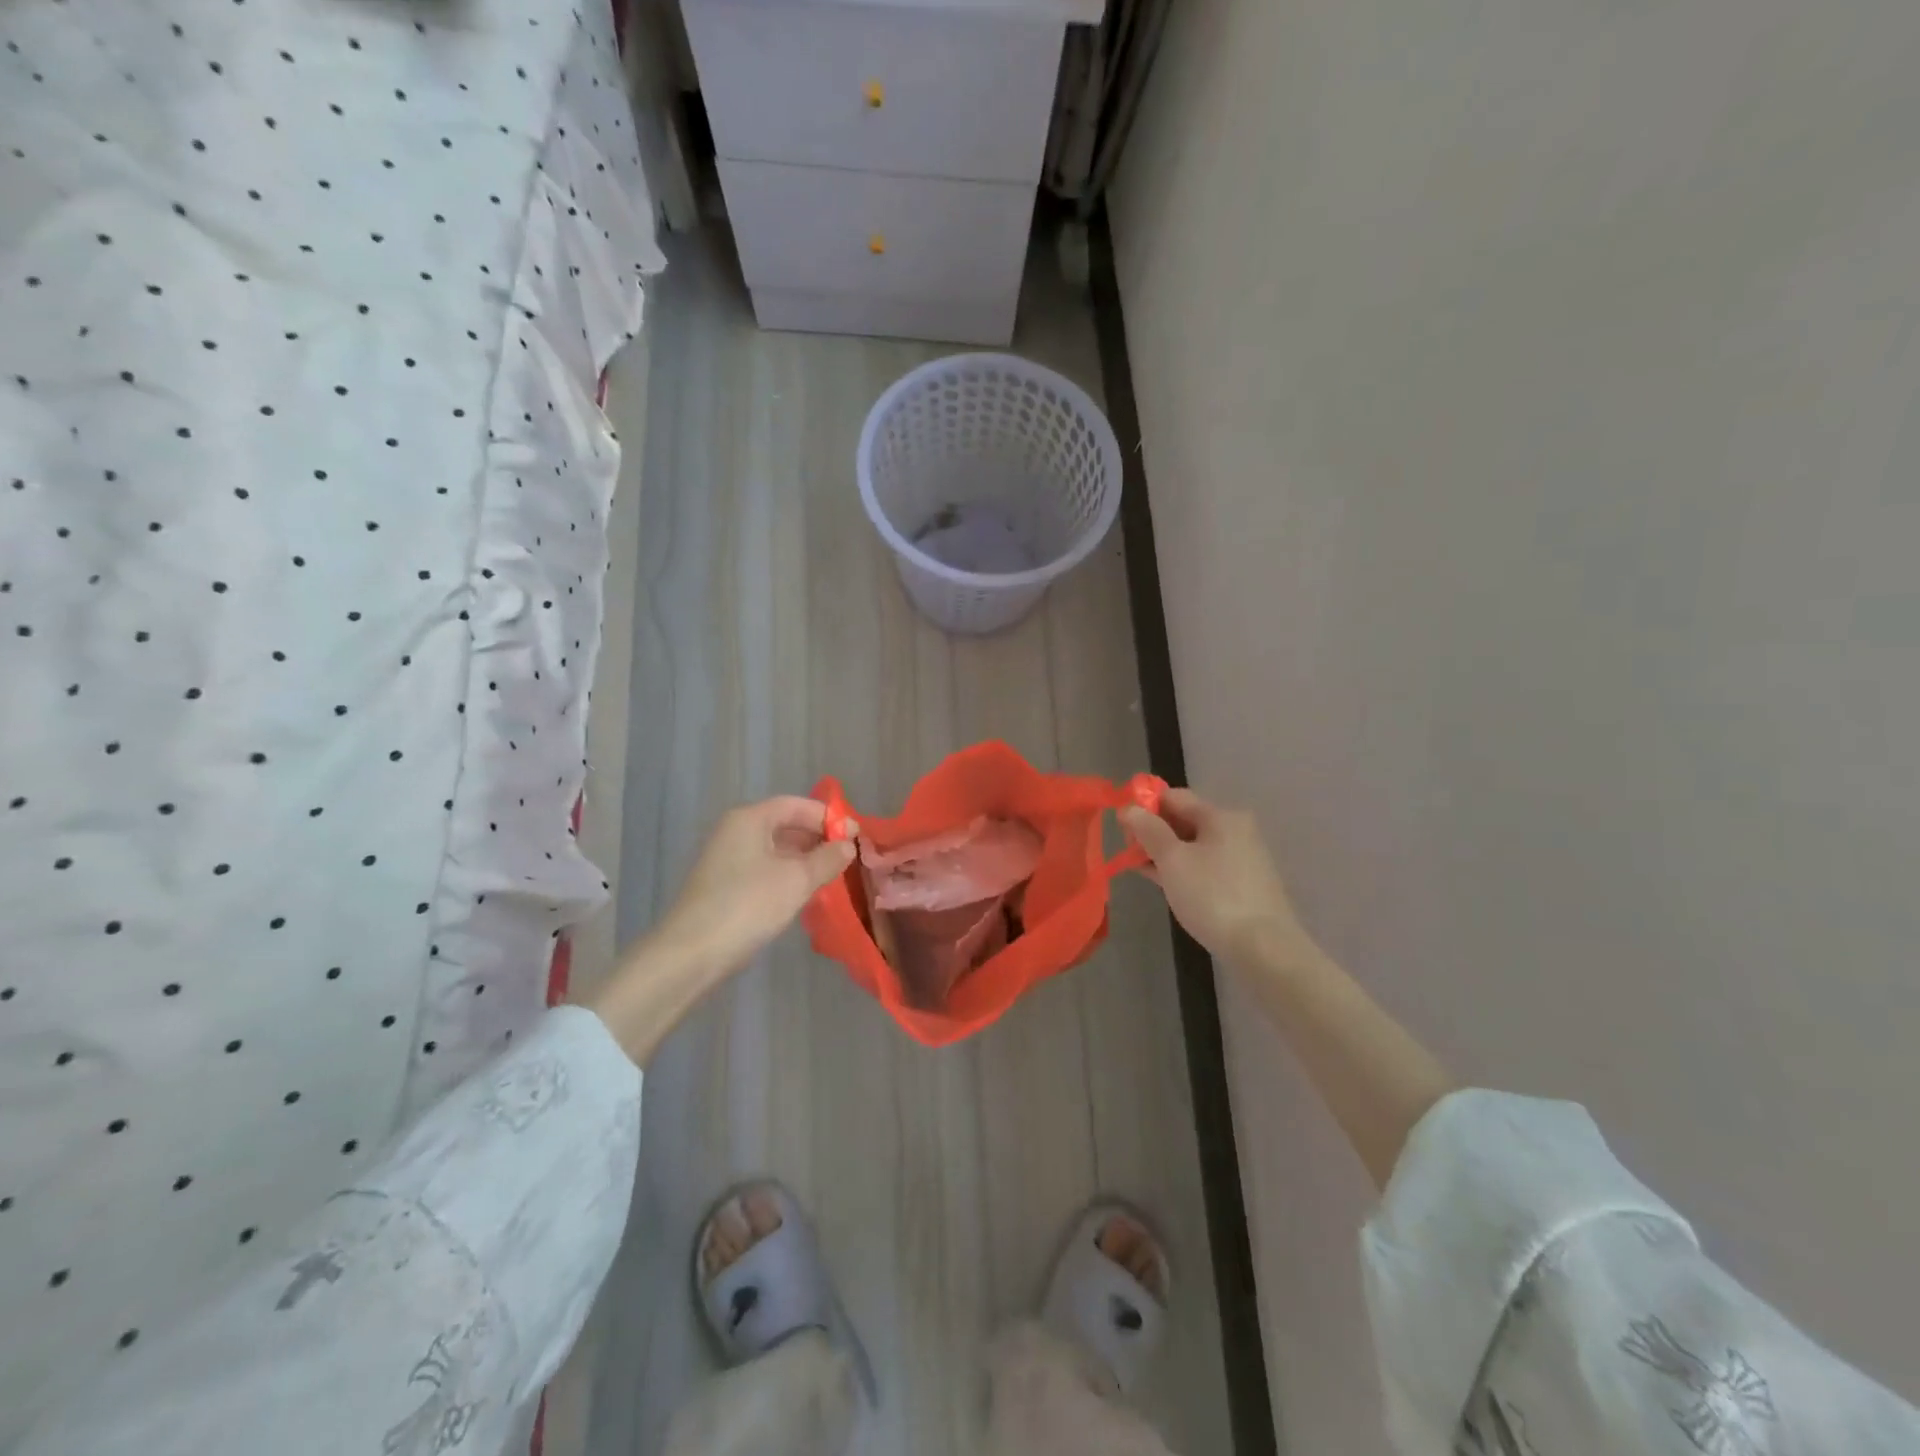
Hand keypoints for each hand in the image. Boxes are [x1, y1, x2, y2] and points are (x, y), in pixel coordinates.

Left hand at [649, 796, 858, 980]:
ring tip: (831, 876)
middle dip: (817, 838)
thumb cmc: (747, 905)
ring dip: (804, 859)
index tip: (855, 836)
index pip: (796, 805)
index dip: (828, 817)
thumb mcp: (797, 880)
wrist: (691, 954)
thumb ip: (827, 859)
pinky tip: (804, 893)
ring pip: (775, 849)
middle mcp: (735, 831)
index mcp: (749, 819)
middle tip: (846, 857)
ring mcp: (727, 859)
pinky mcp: (724, 884)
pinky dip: (787, 874)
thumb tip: (848, 845)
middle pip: (784, 824)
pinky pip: (764, 868)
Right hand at [1120, 789, 1311, 968]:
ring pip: (1193, 845)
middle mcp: (1235, 829)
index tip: (1121, 827)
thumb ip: (1148, 830)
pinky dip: (1183, 869)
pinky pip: (1205, 865)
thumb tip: (1129, 808)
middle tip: (1129, 852)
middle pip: (1184, 819)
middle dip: (1153, 832)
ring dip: (1165, 852)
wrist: (1263, 948)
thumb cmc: (1213, 896)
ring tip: (1140, 868)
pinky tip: (1164, 882)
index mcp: (1221, 816)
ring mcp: (1242, 857)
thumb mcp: (1173, 860)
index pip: (1173, 797)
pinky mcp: (1243, 883)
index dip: (1144, 806)